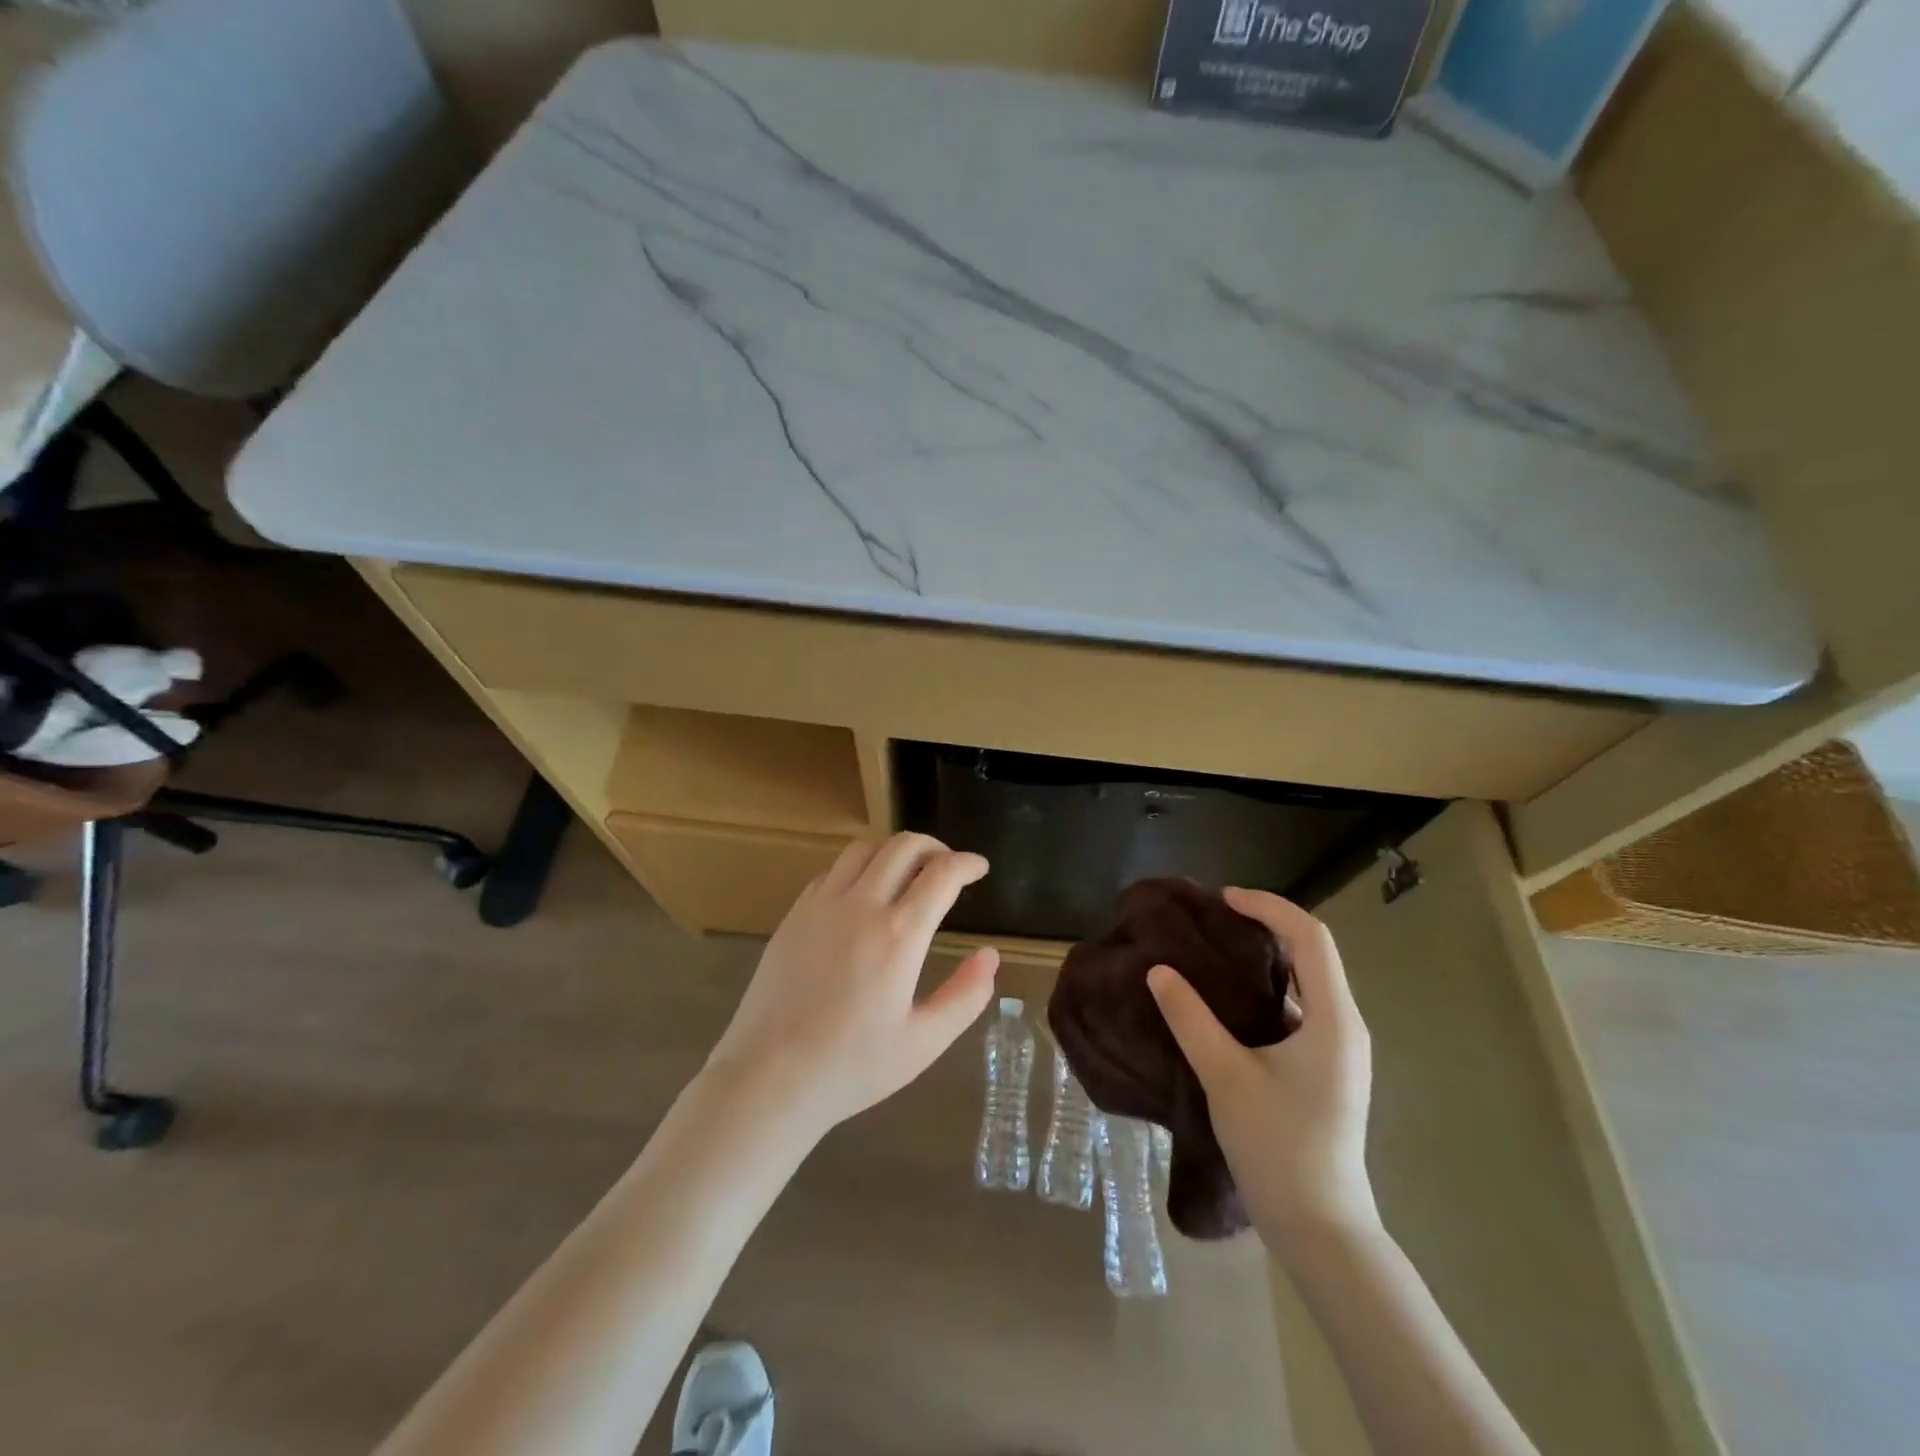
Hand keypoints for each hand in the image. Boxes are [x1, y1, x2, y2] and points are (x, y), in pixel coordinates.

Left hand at [703, 833, 999, 1137]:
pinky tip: (863, 895)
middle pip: (904, 846)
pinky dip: (859, 868)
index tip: (980, 868)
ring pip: (864, 849)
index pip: (942, 874)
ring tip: (908, 874)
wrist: (768, 1078)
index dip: (967, 863)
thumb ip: (965, 996)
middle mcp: (861, 906)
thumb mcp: (923, 1043)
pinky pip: (833, 871)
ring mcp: (821, 905)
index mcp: (899, 935)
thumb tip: (990, 956)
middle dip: (935, 847)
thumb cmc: (852, 1067)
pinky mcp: (794, 914)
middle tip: (948, 867)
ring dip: (894, 851)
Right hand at [1147, 887, 1376, 1253]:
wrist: (1320, 1229)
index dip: (1268, 907)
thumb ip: (1190, 1018)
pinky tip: (1228, 1003)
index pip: (1310, 937)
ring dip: (1265, 959)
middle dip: (1265, 926)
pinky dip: (1266, 990)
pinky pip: (1299, 1010)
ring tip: (1214, 952)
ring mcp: (1339, 1050)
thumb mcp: (1225, 1076)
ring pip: (1306, 982)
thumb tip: (1158, 970)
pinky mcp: (1326, 1070)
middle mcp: (1345, 1026)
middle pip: (1311, 953)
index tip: (1223, 899)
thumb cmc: (1278, 1147)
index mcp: (1333, 1019)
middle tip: (1213, 920)